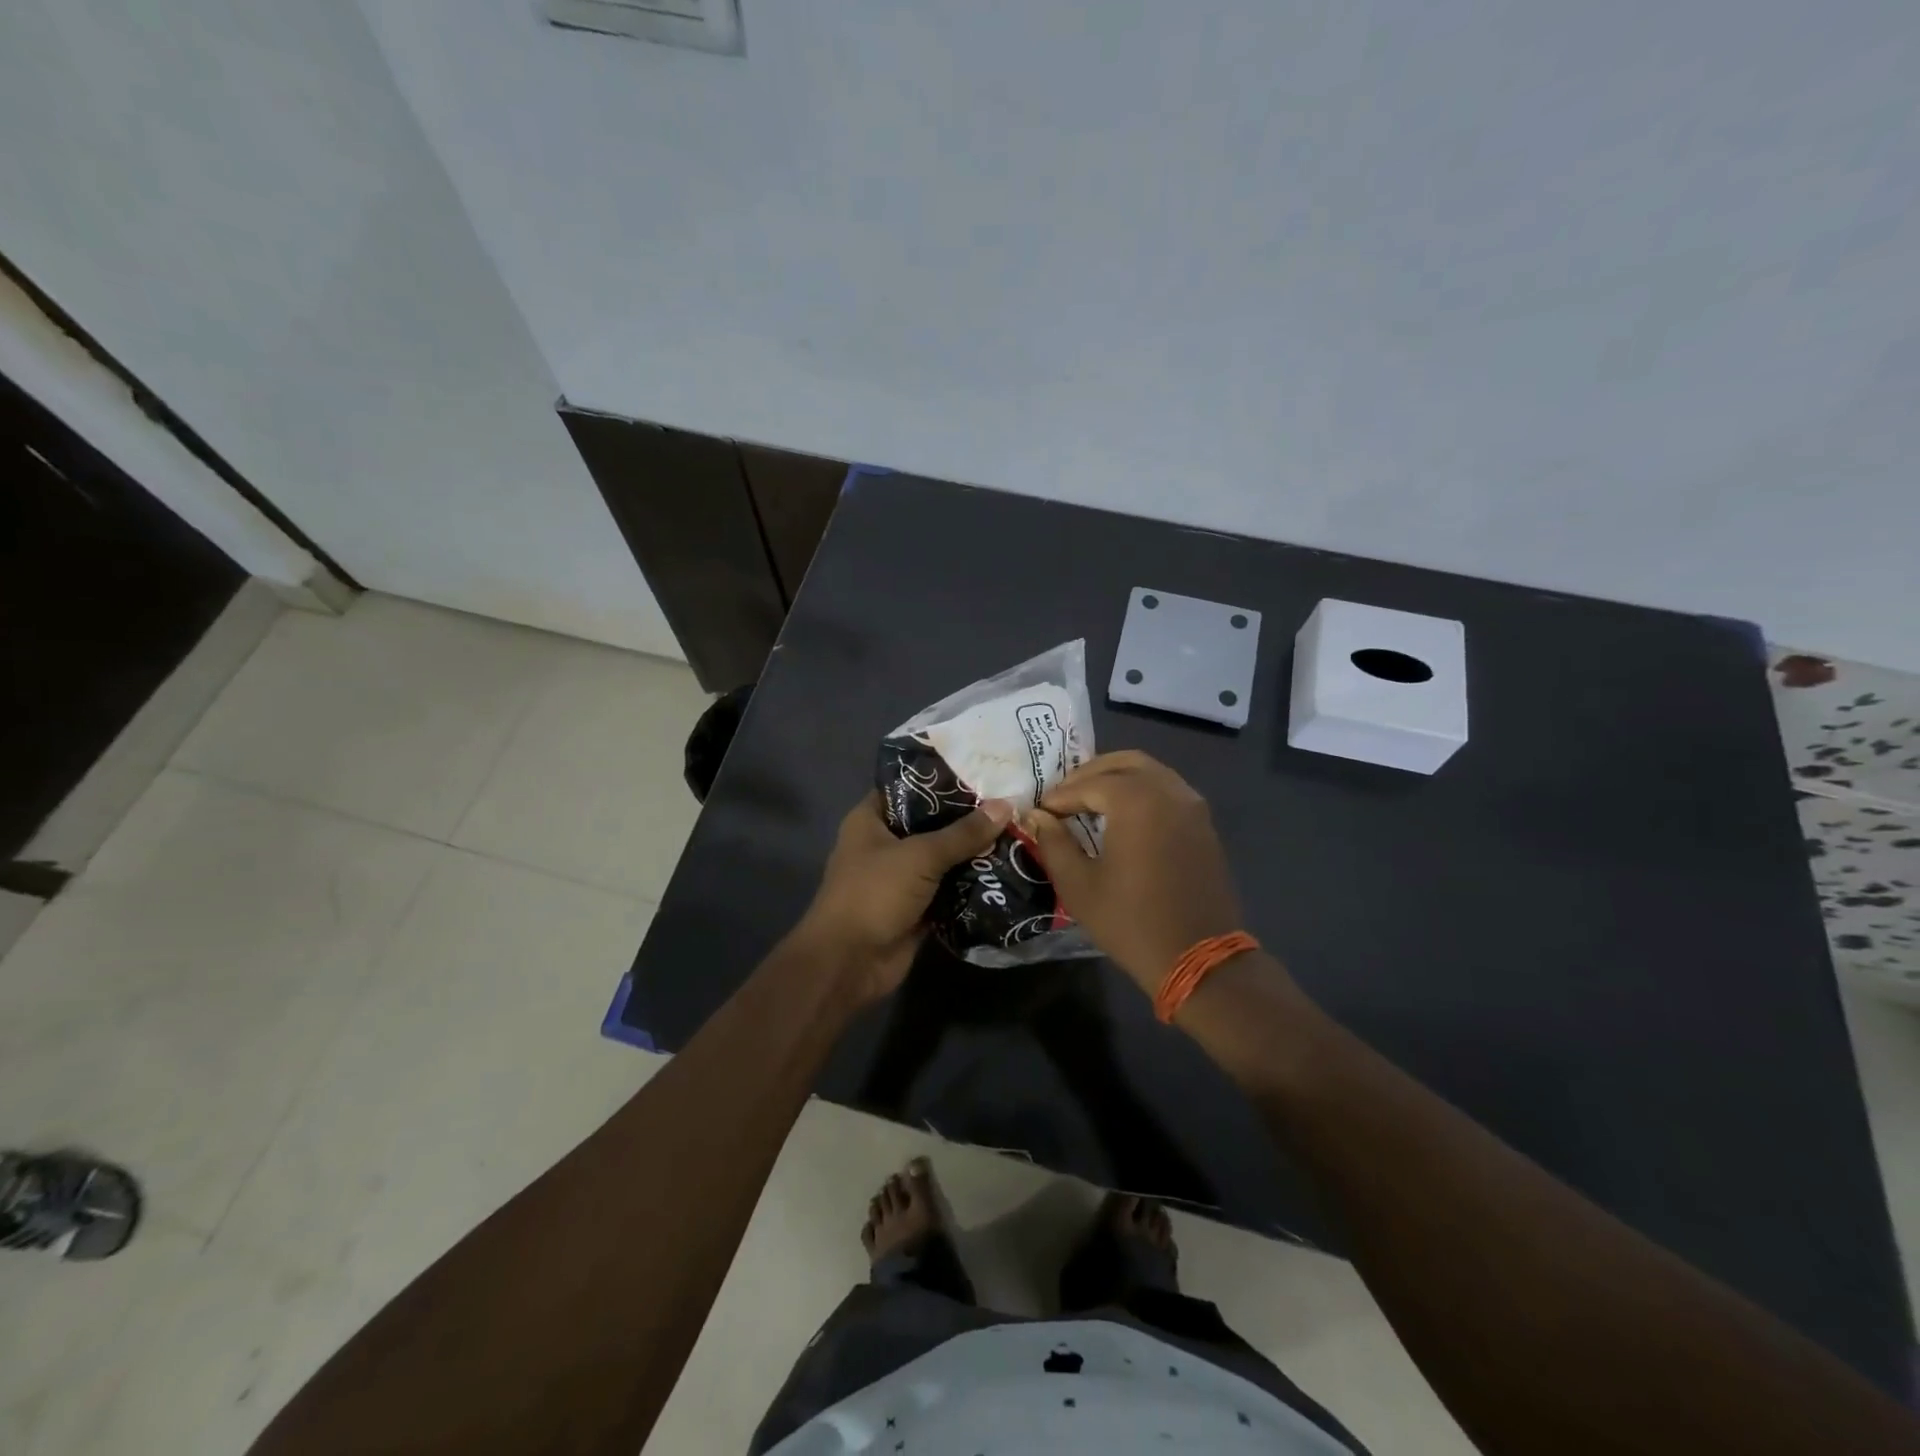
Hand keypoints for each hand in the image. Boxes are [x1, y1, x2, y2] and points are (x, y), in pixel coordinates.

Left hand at [797, 791, 1013, 1001]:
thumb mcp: (920, 856)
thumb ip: (963, 833)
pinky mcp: (917, 907)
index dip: (942, 778)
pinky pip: (950, 888)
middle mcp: (885, 843)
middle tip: (1011, 800)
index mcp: (871, 819)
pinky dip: (972, 882)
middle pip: (931, 822)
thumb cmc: (874, 893)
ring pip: (943, 857)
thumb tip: (1006, 805)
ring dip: (974, 851)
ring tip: (1018, 830)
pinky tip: (1008, 868)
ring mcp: (901, 877)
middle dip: (968, 816)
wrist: (850, 963)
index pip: (908, 787)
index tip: (982, 768)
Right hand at [1021, 751, 1243, 996]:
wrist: (1199, 958)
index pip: (1088, 784)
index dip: (1060, 796)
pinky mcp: (1204, 825)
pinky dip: (1142, 791)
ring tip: (1090, 801)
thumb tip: (1036, 816)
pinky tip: (1123, 816)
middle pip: (1124, 763)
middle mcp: (1168, 791)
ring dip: (1118, 778)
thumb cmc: (1131, 921)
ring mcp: (1192, 806)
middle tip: (1065, 795)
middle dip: (1090, 774)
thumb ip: (1054, 842)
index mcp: (1136, 800)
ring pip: (1151, 772)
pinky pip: (1169, 790)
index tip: (1040, 811)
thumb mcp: (1079, 885)